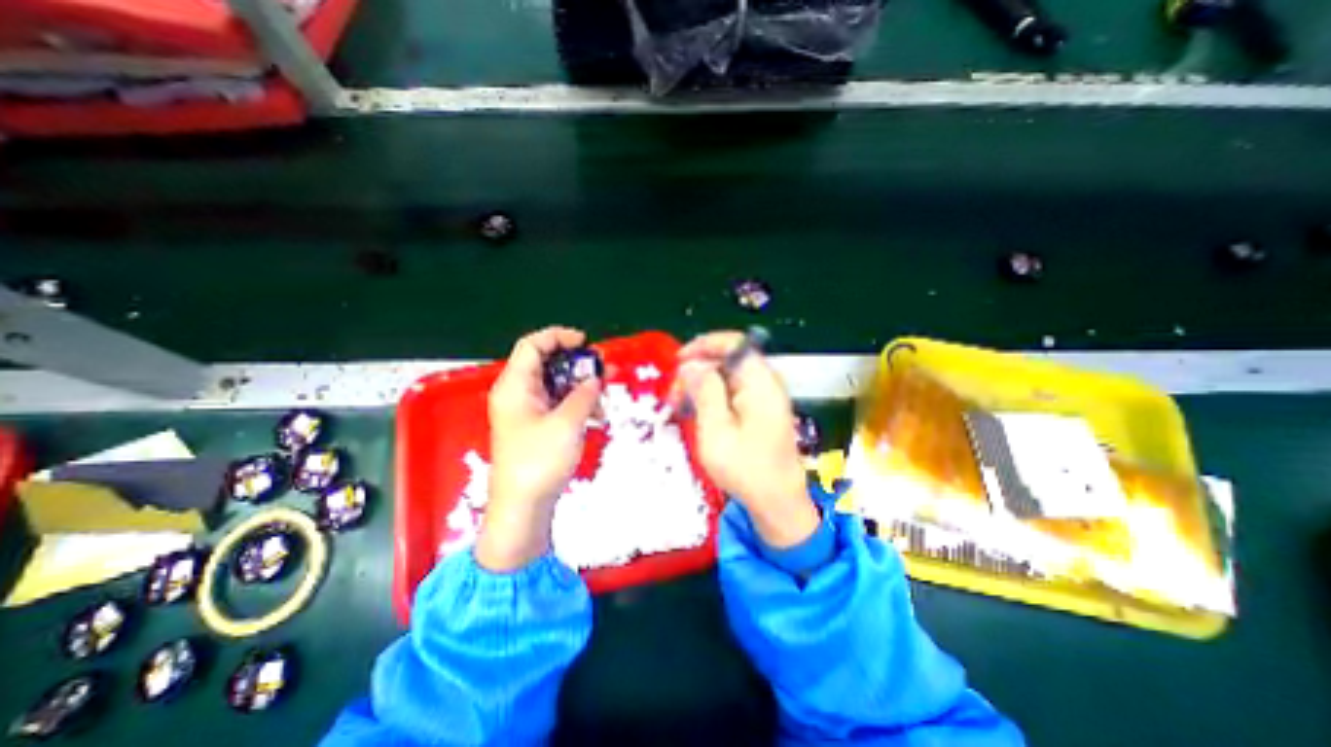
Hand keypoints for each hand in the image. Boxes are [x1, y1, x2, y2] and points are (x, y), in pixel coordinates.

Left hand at [475, 325, 599, 572]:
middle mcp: (517, 394)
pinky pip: (556, 404)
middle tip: (601, 368)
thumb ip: (584, 394)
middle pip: (545, 364)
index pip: (532, 346)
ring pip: (554, 384)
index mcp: (515, 386)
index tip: (586, 343)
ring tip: (603, 392)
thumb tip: (595, 379)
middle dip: (575, 363)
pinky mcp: (535, 427)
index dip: (558, 337)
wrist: (522, 508)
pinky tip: (595, 414)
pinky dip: (575, 403)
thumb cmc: (539, 461)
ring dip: (579, 385)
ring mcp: (525, 411)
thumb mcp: (567, 423)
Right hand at [671, 332, 818, 548]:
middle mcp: (766, 383)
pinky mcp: (761, 411)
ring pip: (727, 376)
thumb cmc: (746, 469)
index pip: (733, 343)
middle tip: (674, 395)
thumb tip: (691, 364)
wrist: (778, 502)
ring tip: (680, 407)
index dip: (703, 345)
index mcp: (760, 383)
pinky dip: (712, 398)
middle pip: (727, 360)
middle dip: (697, 371)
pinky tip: (698, 414)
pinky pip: (733, 392)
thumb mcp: (716, 430)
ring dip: (701, 386)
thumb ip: (704, 391)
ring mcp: (765, 397)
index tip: (679, 362)